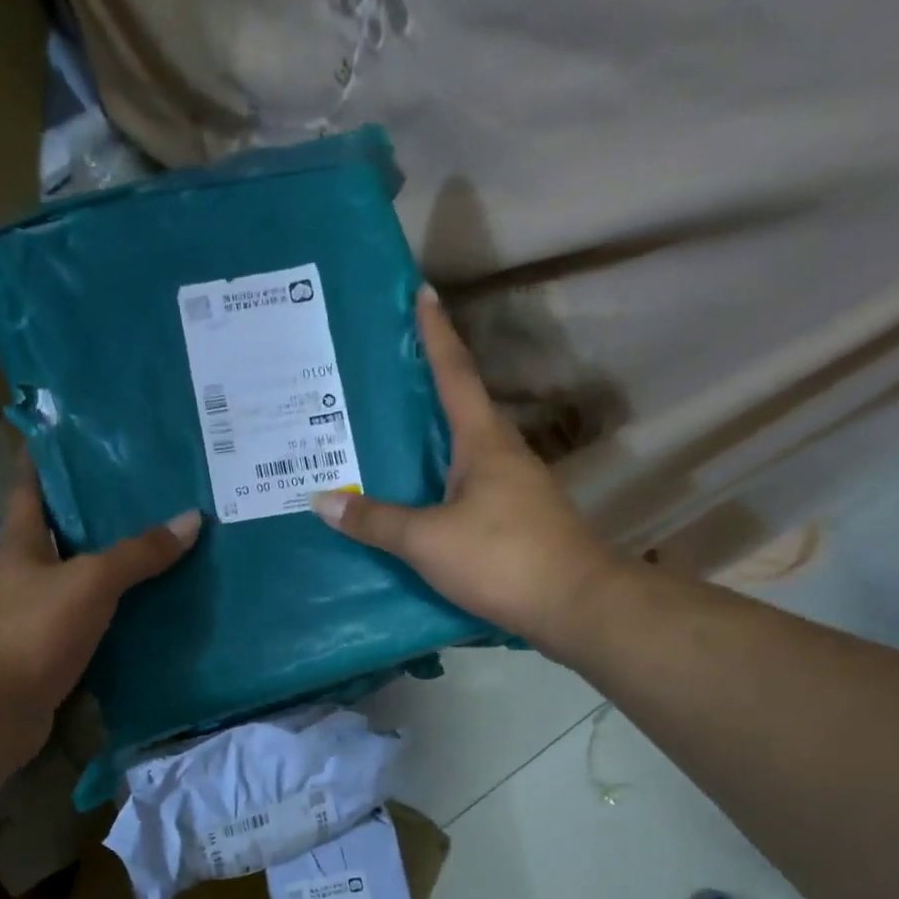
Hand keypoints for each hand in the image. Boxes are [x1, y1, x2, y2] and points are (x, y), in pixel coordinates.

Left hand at [0, 460, 200, 758]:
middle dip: (100, 508)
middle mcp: (29, 569)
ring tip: (164, 537)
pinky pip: (95, 612)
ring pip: (84, 571)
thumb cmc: (34, 630)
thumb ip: (138, 553)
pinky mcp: (56, 643)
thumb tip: (191, 520)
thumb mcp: (91, 581)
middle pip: (64, 527)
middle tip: (148, 486)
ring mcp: (40, 608)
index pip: (30, 484)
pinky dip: (120, 603)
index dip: (46, 455)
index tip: (75, 432)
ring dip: (116, 558)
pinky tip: (155, 598)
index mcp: (23, 541)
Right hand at [310, 287, 623, 657]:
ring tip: (386, 430)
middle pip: (460, 406)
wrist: (576, 605)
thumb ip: (376, 520)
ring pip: (462, 447)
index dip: (436, 334)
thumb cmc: (503, 557)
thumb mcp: (428, 540)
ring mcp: (512, 487)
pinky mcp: (513, 518)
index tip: (422, 293)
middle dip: (426, 382)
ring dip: (430, 433)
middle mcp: (501, 454)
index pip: (455, 374)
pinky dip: (436, 476)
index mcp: (483, 442)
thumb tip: (322, 500)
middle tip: (382, 370)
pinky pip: (465, 482)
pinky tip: (413, 493)